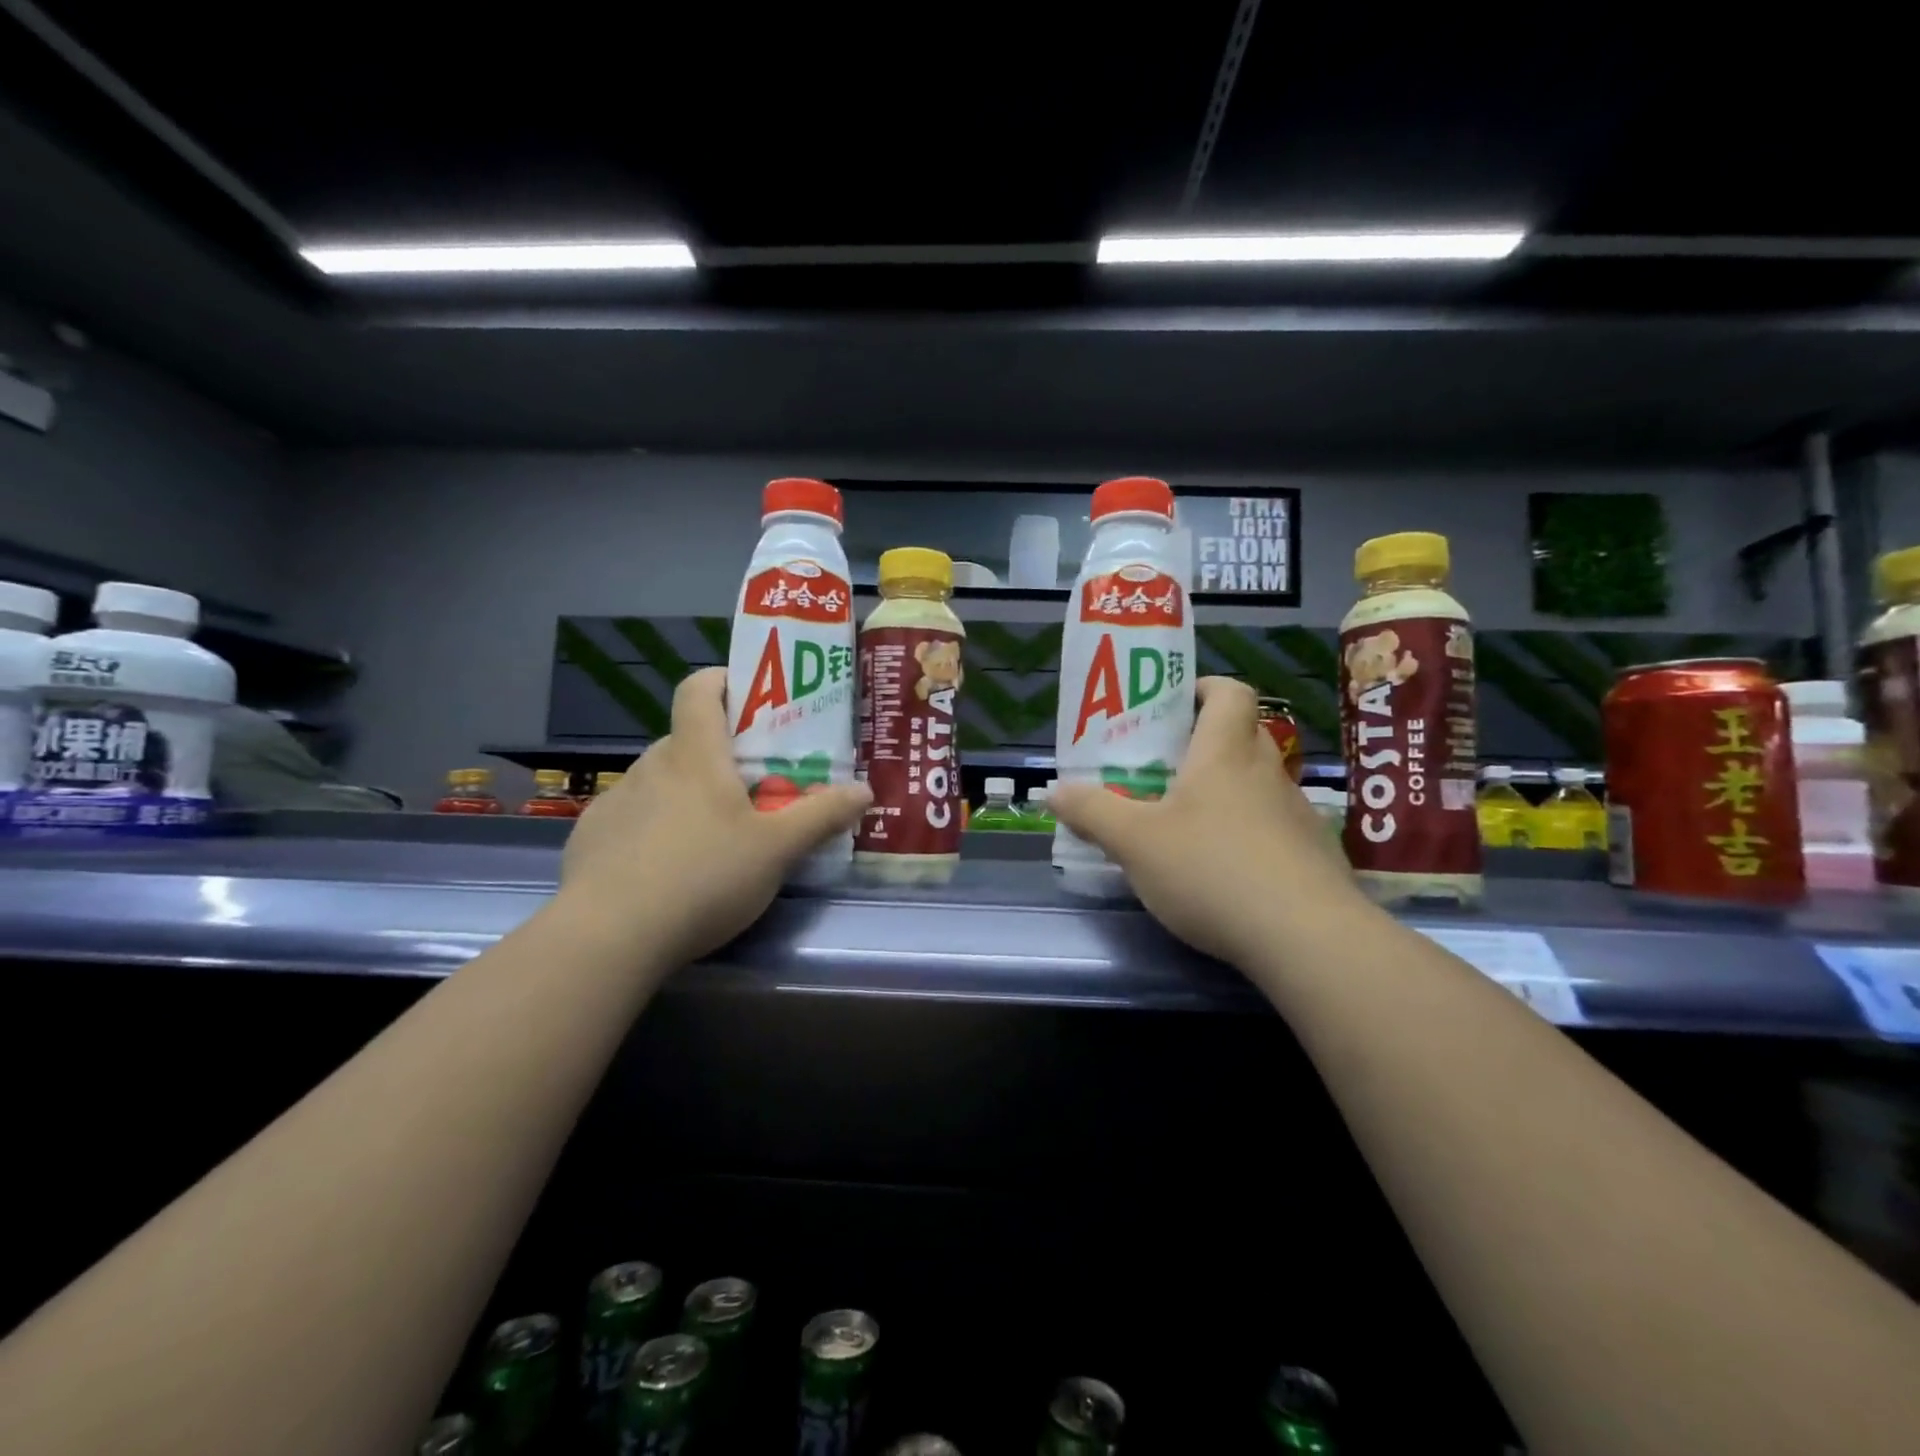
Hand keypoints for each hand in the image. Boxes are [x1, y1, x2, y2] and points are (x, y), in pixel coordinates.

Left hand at [559, 668, 870, 965]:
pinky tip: (668, 870)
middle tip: (752, 785)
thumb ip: (823, 816)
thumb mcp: (778, 850)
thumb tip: (865, 790)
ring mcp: (616, 801)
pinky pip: (633, 816)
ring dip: (687, 792)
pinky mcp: (591, 838)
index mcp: (695, 755)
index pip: (698, 689)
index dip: (724, 680)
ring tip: (713, 835)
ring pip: (660, 780)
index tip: (750, 696)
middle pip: (687, 739)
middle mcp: (650, 766)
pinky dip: (655, 827)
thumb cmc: (703, 877)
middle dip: (720, 753)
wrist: (609, 937)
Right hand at [1051, 677, 1359, 967]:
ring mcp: (1298, 815)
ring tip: (1191, 823)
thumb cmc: (1211, 870)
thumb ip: (1091, 813)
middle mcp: (1267, 774)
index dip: (1205, 688)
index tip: (1174, 705)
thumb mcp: (1134, 842)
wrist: (1306, 938)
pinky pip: (1278, 828)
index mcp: (1225, 754)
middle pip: (1245, 734)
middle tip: (1168, 766)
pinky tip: (1228, 871)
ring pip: (1261, 784)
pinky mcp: (1315, 856)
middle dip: (1208, 741)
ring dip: (1230, 791)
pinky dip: (1252, 834)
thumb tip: (1054, 791)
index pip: (1230, 693)